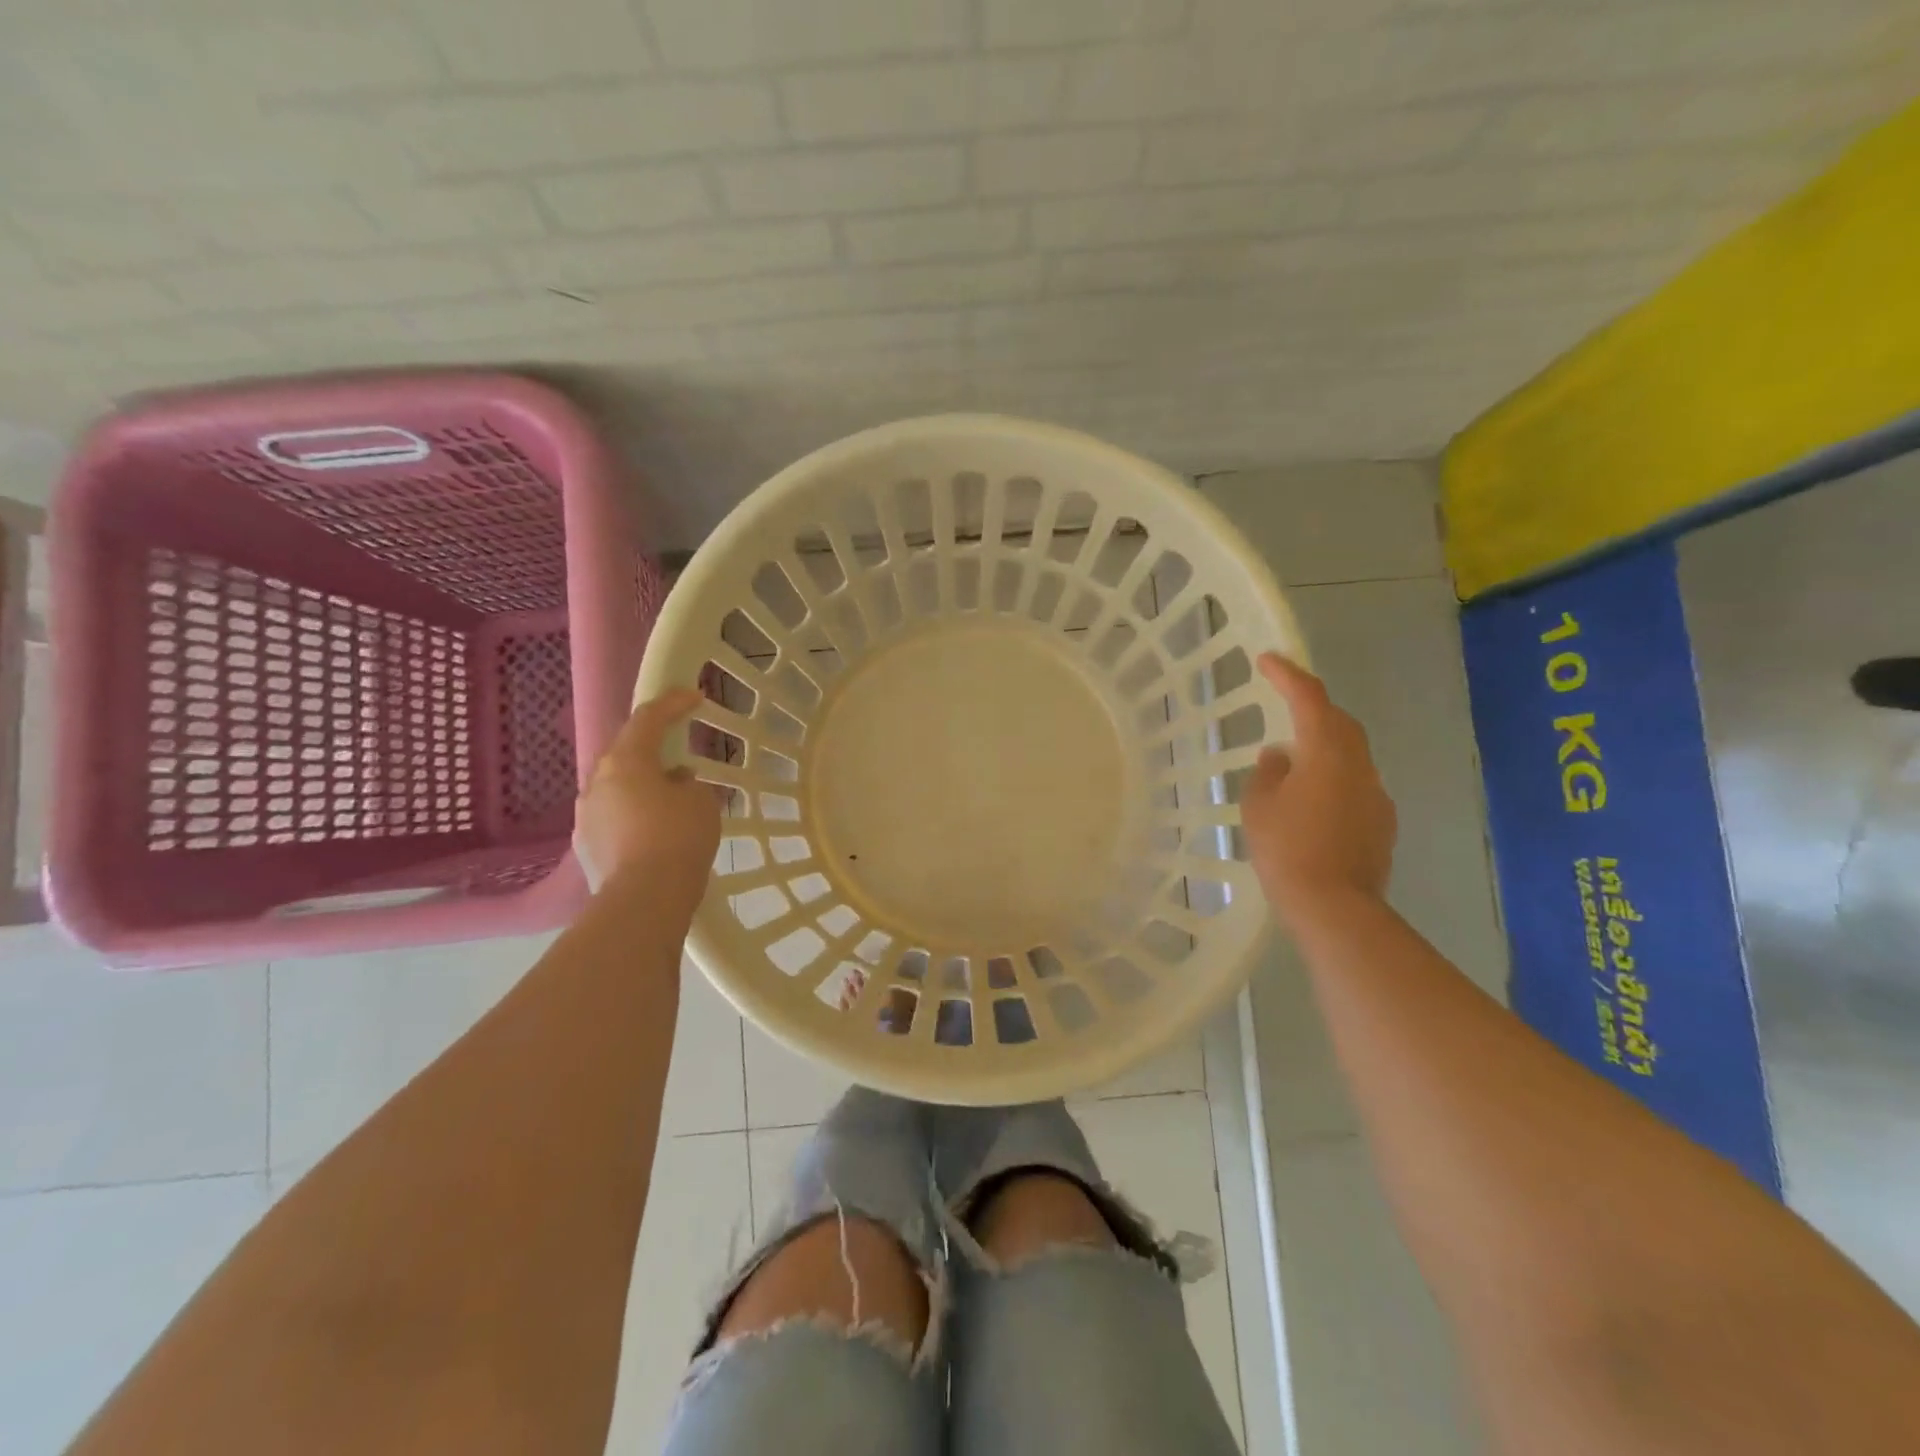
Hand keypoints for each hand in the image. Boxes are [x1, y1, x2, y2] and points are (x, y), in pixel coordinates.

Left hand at [575, 688, 721, 915]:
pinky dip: (634, 814)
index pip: (648, 718)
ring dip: (643, 785)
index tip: (694, 696)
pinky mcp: (586, 846)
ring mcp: (585, 816)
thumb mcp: (701, 802)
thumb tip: (675, 784)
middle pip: (626, 753)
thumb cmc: (678, 839)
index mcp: (625, 761)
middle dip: (653, 749)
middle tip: (679, 751)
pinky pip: (613, 817)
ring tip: (670, 797)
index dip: (673, 704)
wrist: (643, 901)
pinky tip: (655, 830)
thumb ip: (689, 784)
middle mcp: (597, 782)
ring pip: (617, 788)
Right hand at [1241, 653, 1396, 921]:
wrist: (1335, 907)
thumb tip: (1279, 757)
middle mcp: (1359, 766)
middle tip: (1285, 706)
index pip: (1309, 699)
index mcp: (1326, 753)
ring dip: (1323, 747)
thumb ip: (1267, 773)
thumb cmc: (1287, 849)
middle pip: (1339, 723)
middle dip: (1313, 709)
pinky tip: (1313, 803)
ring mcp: (1376, 795)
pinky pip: (1355, 786)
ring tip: (1293, 763)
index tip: (1267, 660)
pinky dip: (1333, 780)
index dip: (1287, 675)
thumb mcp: (1259, 807)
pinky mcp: (1382, 823)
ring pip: (1350, 755)